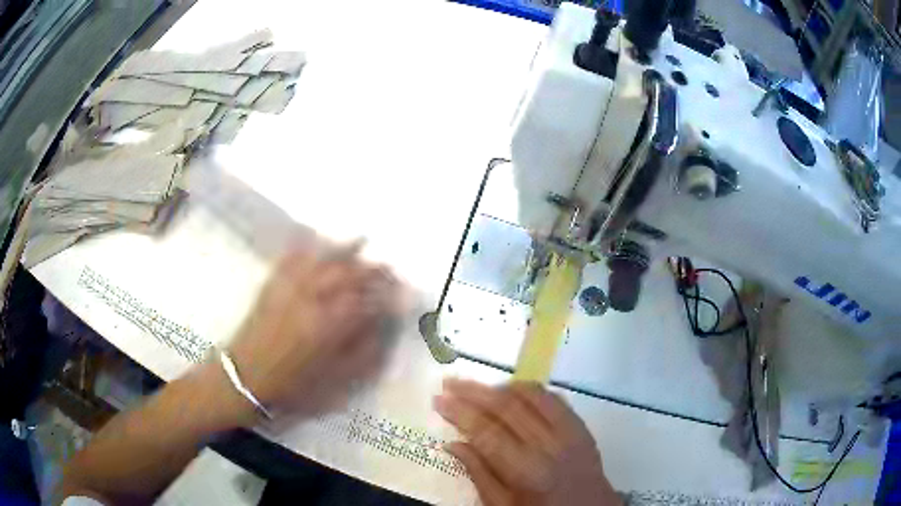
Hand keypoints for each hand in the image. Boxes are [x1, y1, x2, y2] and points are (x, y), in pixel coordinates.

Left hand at [228, 241, 398, 418]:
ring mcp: (290, 289)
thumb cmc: (294, 386)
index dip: (389, 295)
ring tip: (362, 240)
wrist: (246, 378)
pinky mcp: (272, 286)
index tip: (403, 292)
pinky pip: (291, 258)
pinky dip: (306, 247)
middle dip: (372, 268)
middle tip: (388, 266)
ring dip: (344, 249)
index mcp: (330, 325)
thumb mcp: (336, 381)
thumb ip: (364, 353)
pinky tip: (316, 242)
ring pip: (322, 261)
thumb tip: (383, 328)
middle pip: (347, 274)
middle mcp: (312, 299)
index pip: (368, 301)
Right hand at [434, 379, 620, 505]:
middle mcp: (549, 445)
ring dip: (501, 386)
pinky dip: (530, 390)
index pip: (487, 431)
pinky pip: (554, 398)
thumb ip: (478, 474)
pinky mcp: (582, 426)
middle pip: (507, 407)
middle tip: (450, 383)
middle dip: (474, 391)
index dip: (460, 412)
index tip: (439, 399)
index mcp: (526, 471)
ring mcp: (570, 432)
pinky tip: (513, 391)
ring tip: (477, 387)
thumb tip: (453, 444)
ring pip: (532, 396)